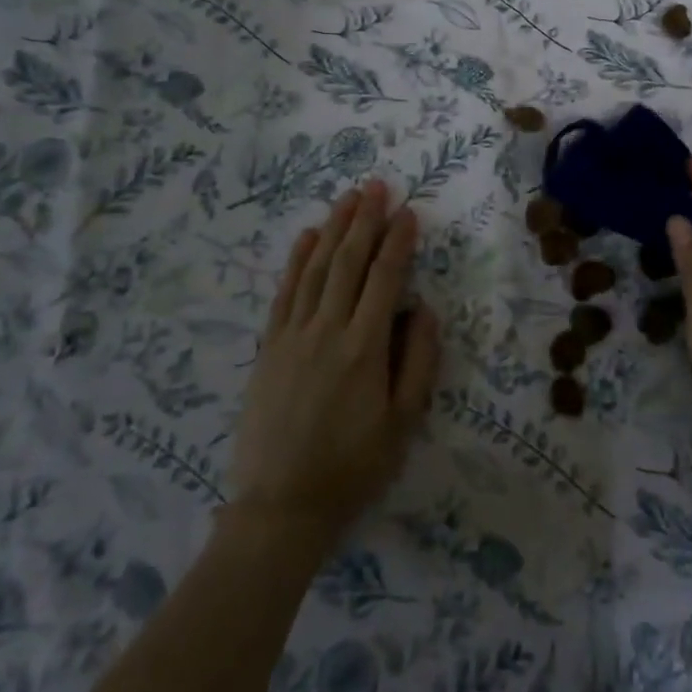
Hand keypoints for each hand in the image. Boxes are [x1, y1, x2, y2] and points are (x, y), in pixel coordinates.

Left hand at [231, 180, 439, 546]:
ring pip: (316, 269)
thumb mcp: (403, 422)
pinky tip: (308, 236)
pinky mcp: (269, 347)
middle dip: (365, 220)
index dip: (398, 242)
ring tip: (348, 198)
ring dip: (334, 229)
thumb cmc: (353, 467)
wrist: (282, 506)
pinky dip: (297, 260)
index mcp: (365, 348)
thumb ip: (418, 359)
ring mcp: (292, 336)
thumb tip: (423, 306)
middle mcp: (327, 330)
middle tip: (377, 186)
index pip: (385, 278)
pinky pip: (284, 292)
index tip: (409, 212)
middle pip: (348, 262)